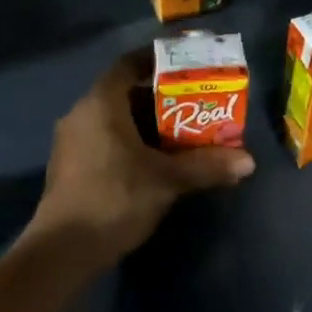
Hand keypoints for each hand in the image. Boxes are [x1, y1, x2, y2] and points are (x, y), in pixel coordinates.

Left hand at [26, 51, 255, 267]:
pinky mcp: (70, 167)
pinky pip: (105, 140)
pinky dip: (131, 144)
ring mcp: (72, 142)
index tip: (185, 65)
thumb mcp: (167, 180)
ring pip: (115, 121)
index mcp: (100, 103)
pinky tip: (155, 163)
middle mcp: (81, 114)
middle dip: (161, 100)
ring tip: (183, 135)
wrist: (63, 250)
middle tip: (195, 106)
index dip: (157, 61)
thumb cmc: (115, 198)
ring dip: (147, 126)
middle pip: (125, 94)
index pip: (129, 64)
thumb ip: (206, 166)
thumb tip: (249, 162)